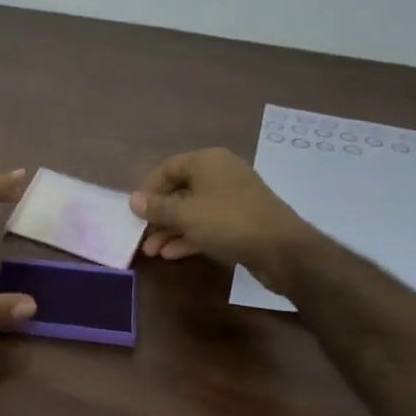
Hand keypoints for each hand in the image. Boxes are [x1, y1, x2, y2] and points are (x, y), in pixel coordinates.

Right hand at [130, 148, 316, 292]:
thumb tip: (133, 200)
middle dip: (159, 216)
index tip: (134, 211)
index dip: (148, 189)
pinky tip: (172, 254)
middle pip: (180, 191)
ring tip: (153, 251)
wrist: (283, 249)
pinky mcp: (242, 221)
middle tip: (143, 236)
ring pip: (194, 211)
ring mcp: (233, 198)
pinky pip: (208, 224)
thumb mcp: (186, 215)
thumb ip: (157, 208)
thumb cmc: (228, 222)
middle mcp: (221, 173)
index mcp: (207, 161)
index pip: (168, 168)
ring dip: (172, 230)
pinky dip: (190, 236)